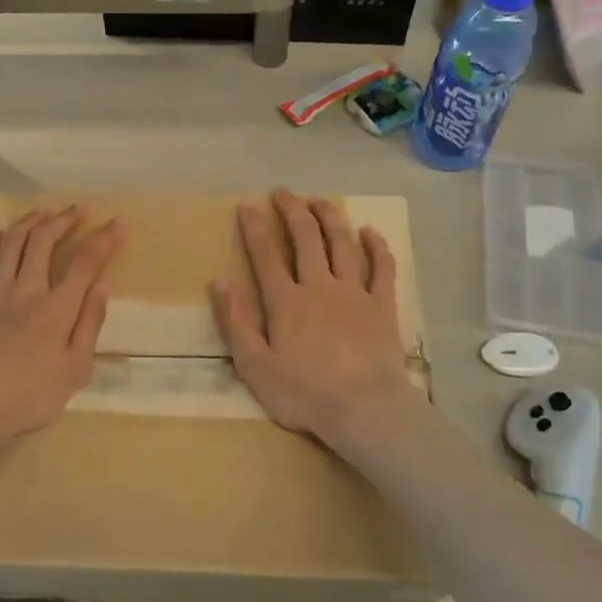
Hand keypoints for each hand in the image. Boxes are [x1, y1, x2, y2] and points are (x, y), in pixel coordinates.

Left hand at [0, 206, 123, 451]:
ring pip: (13, 243)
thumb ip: (90, 325)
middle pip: (45, 241)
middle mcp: (27, 290)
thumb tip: (103, 286)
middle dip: (64, 220)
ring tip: (45, 211)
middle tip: (78, 209)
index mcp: (58, 308)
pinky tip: (0, 232)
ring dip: (31, 221)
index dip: (104, 239)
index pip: (86, 263)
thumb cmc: (29, 397)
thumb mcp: (74, 370)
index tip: (117, 222)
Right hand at [211, 189, 421, 452]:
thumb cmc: (304, 393)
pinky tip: (370, 232)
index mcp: (286, 301)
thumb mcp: (254, 365)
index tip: (247, 205)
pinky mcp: (382, 305)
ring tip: (320, 199)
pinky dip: (376, 247)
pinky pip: (382, 268)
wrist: (364, 409)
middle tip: (284, 192)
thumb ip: (235, 322)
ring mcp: (355, 292)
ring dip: (330, 217)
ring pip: (342, 244)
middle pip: (306, 238)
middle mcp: (319, 286)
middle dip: (293, 210)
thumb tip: (219, 281)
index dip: (254, 227)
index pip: (266, 254)